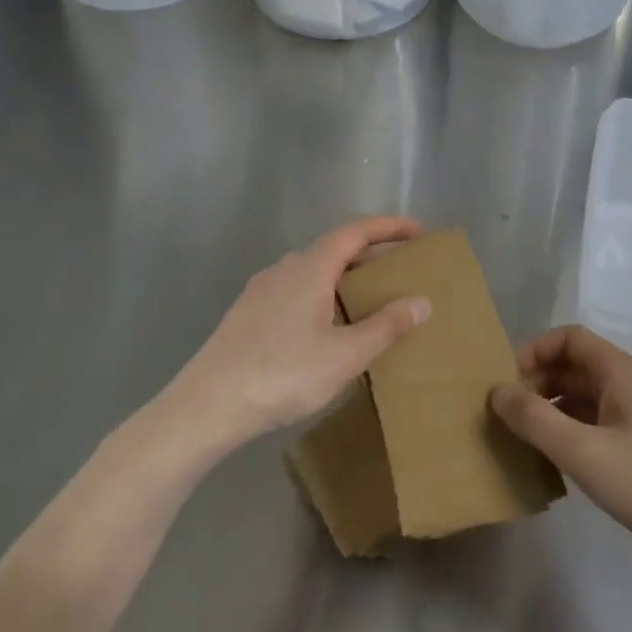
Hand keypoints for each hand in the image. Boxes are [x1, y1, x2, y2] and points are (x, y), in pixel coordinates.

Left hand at [170, 217, 430, 449]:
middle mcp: (284, 269)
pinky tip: (328, 327)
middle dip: (370, 255)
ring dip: (344, 278)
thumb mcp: (346, 354)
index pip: (355, 232)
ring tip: (369, 301)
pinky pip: (295, 292)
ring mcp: (261, 290)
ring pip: (312, 272)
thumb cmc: (284, 374)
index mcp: (310, 268)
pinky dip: (322, 296)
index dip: (389, 227)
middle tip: (401, 271)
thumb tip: (422, 301)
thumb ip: (386, 326)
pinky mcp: (248, 314)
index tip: (419, 231)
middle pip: (334, 249)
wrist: (210, 404)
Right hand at [490, 326, 631, 560]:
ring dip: (550, 411)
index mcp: (622, 373)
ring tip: (521, 441)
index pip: (569, 338)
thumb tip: (496, 391)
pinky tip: (554, 464)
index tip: (504, 383)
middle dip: (536, 383)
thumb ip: (535, 419)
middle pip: (574, 367)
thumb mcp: (584, 452)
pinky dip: (570, 434)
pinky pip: (597, 426)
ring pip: (584, 399)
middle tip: (505, 417)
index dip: (533, 351)